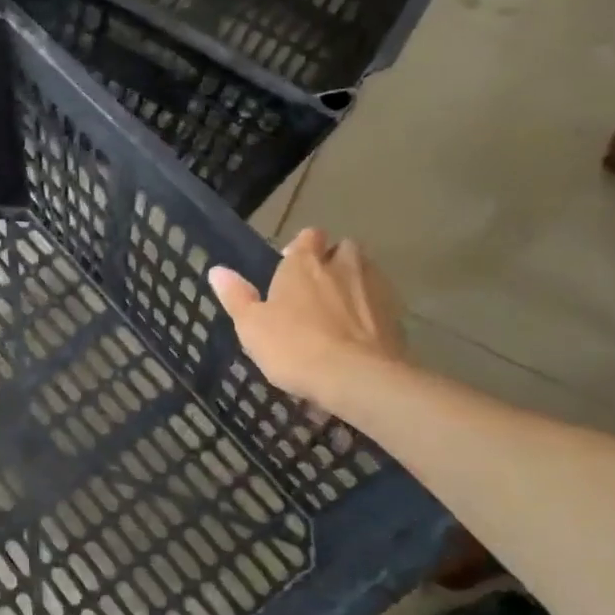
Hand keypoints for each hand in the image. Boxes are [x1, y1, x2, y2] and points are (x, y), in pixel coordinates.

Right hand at [207, 229, 407, 407]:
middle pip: (343, 248)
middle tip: (318, 284)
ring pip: (367, 272)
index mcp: (303, 264)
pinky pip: (382, 303)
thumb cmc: (292, 346)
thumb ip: (236, 296)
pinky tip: (359, 332)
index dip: (302, 247)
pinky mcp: (396, 316)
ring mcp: (374, 290)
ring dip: (355, 282)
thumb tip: (217, 270)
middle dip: (334, 259)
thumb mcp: (250, 325)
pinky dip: (372, 311)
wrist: (356, 377)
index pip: (308, 237)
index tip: (292, 263)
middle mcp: (342, 267)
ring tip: (340, 308)